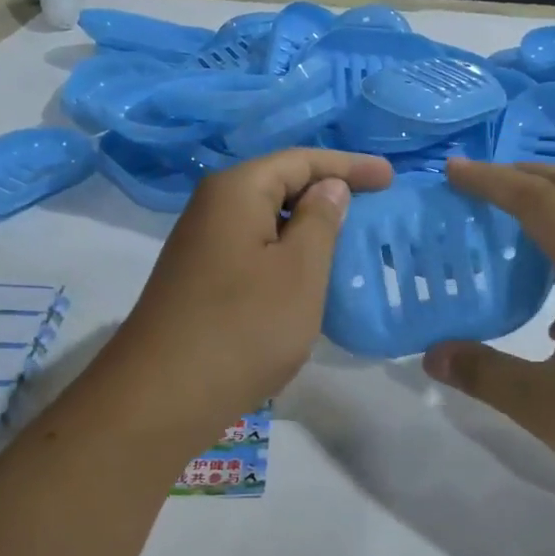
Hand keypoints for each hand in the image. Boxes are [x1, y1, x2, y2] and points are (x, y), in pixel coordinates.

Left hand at [94, 148, 393, 443]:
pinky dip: (286, 254)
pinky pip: (254, 250)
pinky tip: (307, 276)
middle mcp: (212, 207)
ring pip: (266, 220)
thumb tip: (329, 187)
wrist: (164, 395)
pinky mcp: (200, 279)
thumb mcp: (299, 271)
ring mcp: (202, 245)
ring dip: (307, 227)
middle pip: (280, 184)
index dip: (349, 165)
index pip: (301, 160)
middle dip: (328, 192)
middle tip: (374, 207)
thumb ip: (320, 221)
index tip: (390, 178)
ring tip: (348, 240)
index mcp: (237, 190)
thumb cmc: (244, 327)